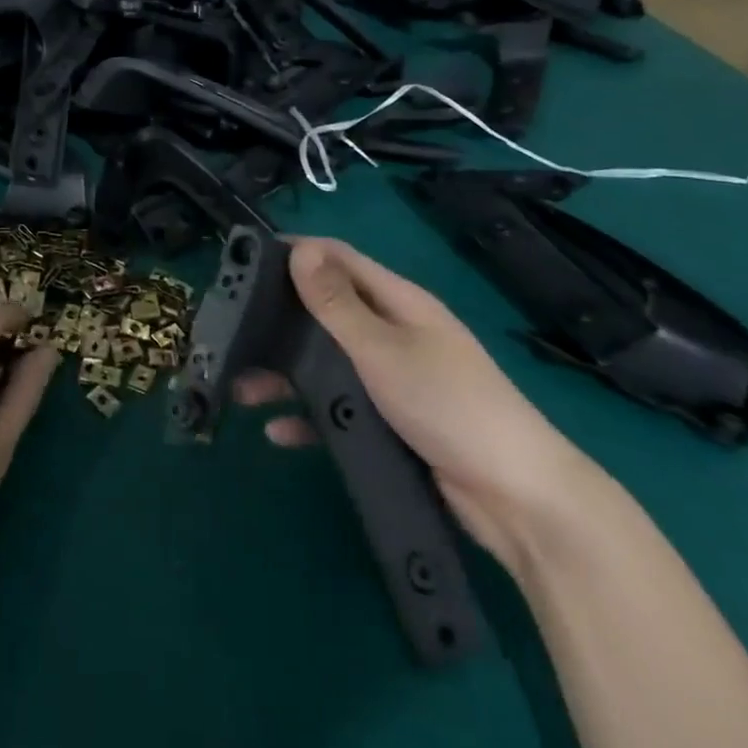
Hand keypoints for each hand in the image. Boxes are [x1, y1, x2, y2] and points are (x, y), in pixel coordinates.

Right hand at [235, 237, 598, 570]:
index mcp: (398, 302)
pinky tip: (277, 431)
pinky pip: (340, 408)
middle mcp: (393, 333)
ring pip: (327, 364)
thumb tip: (301, 249)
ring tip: (240, 387)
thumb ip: (337, 304)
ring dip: (286, 373)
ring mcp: (392, 378)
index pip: (339, 259)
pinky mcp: (391, 420)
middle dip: (280, 320)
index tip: (247, 260)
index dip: (296, 253)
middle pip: (326, 313)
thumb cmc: (448, 404)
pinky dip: (310, 415)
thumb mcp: (383, 349)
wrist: (516, 498)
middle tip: (232, 328)